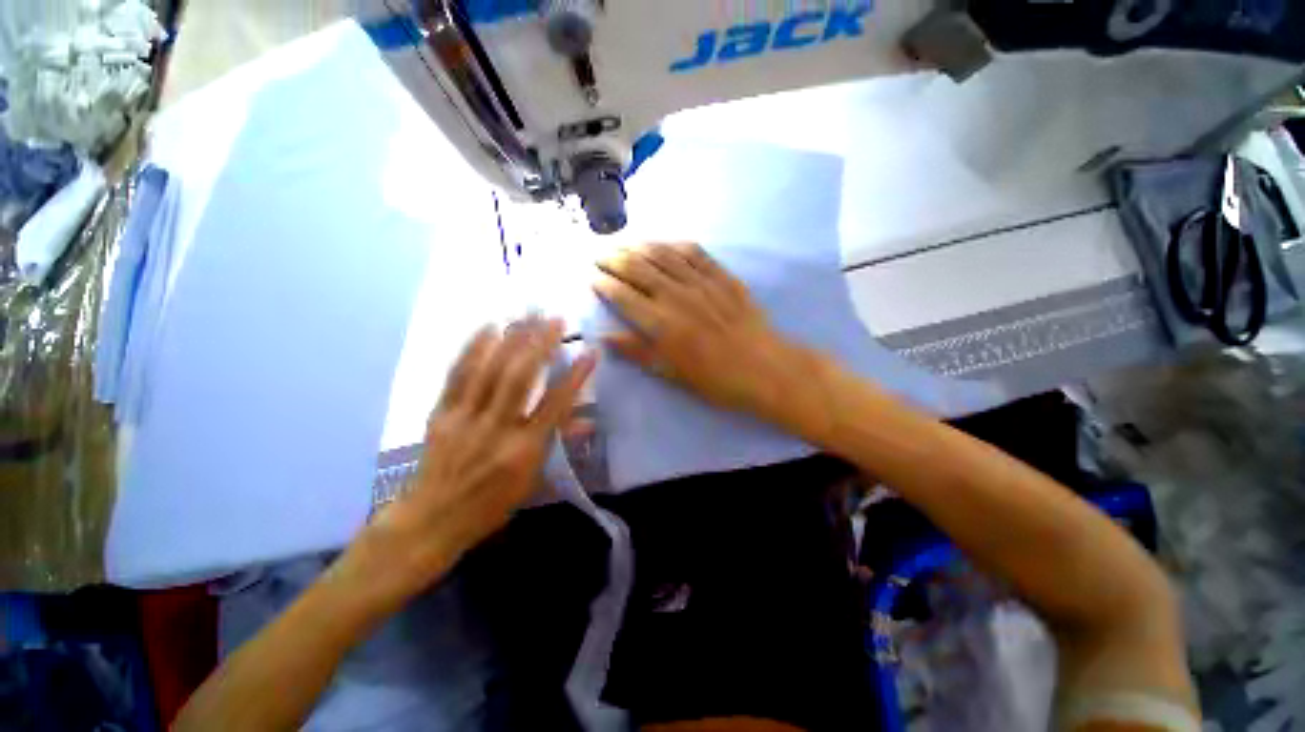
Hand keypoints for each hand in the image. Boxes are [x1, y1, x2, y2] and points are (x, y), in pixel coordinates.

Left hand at [349, 318, 594, 603]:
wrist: (431, 520)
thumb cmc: (491, 505)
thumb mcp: (533, 480)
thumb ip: (558, 444)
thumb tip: (586, 420)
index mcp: (523, 451)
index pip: (556, 405)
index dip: (575, 376)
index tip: (590, 352)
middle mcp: (496, 429)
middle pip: (521, 378)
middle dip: (540, 344)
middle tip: (555, 318)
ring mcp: (465, 419)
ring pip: (490, 370)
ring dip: (511, 338)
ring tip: (526, 314)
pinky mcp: (441, 414)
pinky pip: (457, 375)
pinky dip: (473, 348)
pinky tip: (487, 327)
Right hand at [594, 242, 826, 435]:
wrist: (764, 368)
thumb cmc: (715, 379)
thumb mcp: (672, 373)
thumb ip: (637, 352)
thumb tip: (604, 338)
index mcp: (661, 323)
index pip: (623, 296)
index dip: (604, 284)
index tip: (591, 277)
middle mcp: (677, 295)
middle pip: (637, 268)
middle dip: (613, 258)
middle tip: (599, 255)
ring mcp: (701, 282)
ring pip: (662, 255)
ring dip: (638, 246)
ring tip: (623, 245)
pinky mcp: (722, 276)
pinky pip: (694, 252)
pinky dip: (674, 245)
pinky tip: (664, 244)